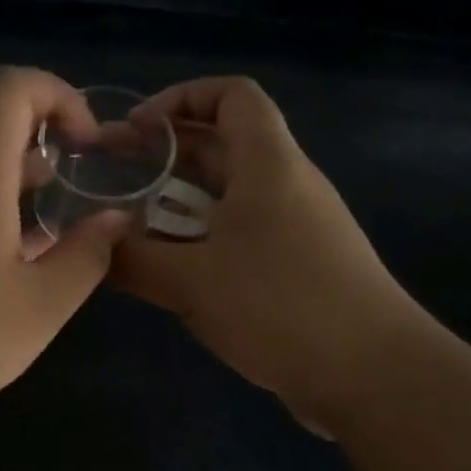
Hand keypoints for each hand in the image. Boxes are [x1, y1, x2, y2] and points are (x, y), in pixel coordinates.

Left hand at [0, 67, 128, 445]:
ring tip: (51, 219)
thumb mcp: (42, 305)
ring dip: (13, 171)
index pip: (12, 87)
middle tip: (76, 176)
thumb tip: (116, 219)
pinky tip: (6, 259)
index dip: (60, 96)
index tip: (90, 145)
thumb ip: (88, 255)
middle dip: (41, 131)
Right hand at [112, 77, 423, 433]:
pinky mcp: (299, 268)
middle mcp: (286, 185)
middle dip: (165, 156)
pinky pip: (240, 237)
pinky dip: (201, 243)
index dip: (181, 99)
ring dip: (178, 206)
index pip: (232, 96)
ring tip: (129, 231)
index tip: (135, 131)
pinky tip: (171, 275)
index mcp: (268, 165)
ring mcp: (296, 229)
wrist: (373, 374)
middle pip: (223, 146)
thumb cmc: (280, 307)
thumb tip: (96, 243)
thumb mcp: (191, 282)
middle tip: (111, 179)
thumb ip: (134, 259)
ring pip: (229, 197)